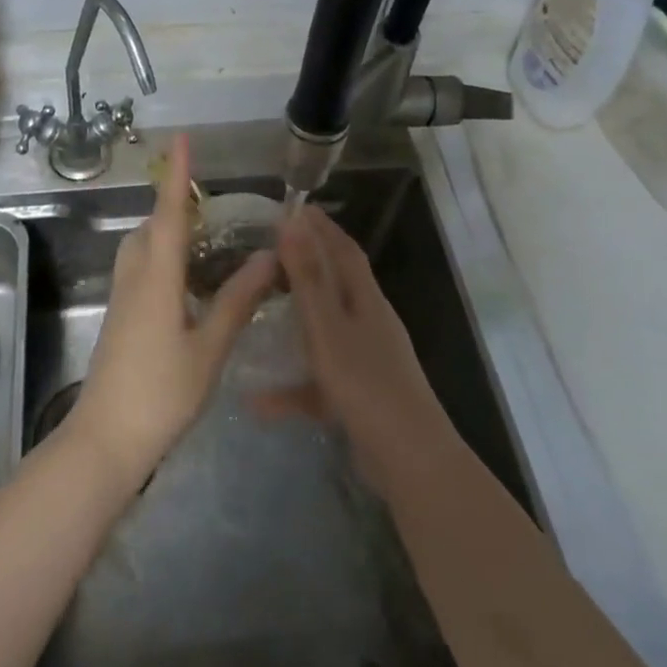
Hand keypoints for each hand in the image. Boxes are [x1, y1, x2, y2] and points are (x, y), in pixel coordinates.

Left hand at [69, 134, 276, 485]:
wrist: (105, 439)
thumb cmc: (161, 394)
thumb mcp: (208, 349)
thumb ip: (237, 301)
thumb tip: (267, 258)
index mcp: (156, 279)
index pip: (168, 215)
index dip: (176, 176)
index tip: (181, 140)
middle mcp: (133, 279)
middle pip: (150, 228)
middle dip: (174, 206)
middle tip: (210, 202)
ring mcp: (122, 300)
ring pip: (141, 249)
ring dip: (166, 232)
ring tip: (204, 237)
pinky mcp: (120, 319)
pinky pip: (140, 271)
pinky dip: (162, 258)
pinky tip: (187, 281)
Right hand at [273, 206, 443, 457]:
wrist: (409, 460)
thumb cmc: (365, 385)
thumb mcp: (328, 327)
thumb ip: (308, 277)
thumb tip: (292, 222)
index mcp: (366, 301)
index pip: (344, 250)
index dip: (321, 227)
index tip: (294, 206)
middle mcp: (369, 324)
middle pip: (337, 283)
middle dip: (309, 262)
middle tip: (271, 249)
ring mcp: (366, 361)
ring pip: (325, 330)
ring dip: (296, 319)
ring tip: (263, 308)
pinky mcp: (358, 396)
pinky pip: (318, 381)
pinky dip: (291, 387)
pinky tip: (257, 401)